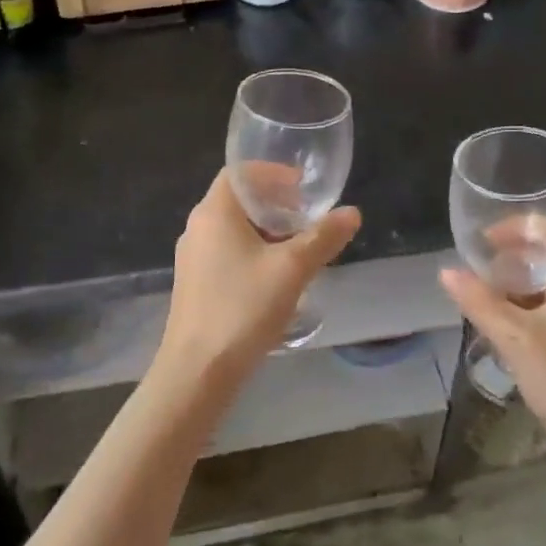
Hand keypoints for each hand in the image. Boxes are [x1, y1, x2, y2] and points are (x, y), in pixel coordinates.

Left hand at [158, 171, 360, 385]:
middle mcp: (198, 227)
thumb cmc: (243, 308)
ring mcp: (193, 258)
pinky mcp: (195, 284)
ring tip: (298, 246)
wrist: (197, 372)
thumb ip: (323, 237)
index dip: (273, 173)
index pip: (240, 172)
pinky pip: (226, 252)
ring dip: (265, 230)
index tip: (303, 186)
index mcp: (215, 212)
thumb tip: (352, 213)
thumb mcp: (292, 269)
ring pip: (233, 228)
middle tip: (307, 216)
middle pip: (238, 199)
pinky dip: (252, 251)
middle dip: (274, 203)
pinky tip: (276, 276)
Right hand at [440, 244, 545, 496]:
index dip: (520, 226)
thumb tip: (446, 271)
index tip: (486, 239)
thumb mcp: (516, 340)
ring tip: (480, 294)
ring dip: (514, 286)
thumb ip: (480, 302)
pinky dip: (523, 310)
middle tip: (476, 267)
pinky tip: (499, 326)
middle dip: (511, 257)